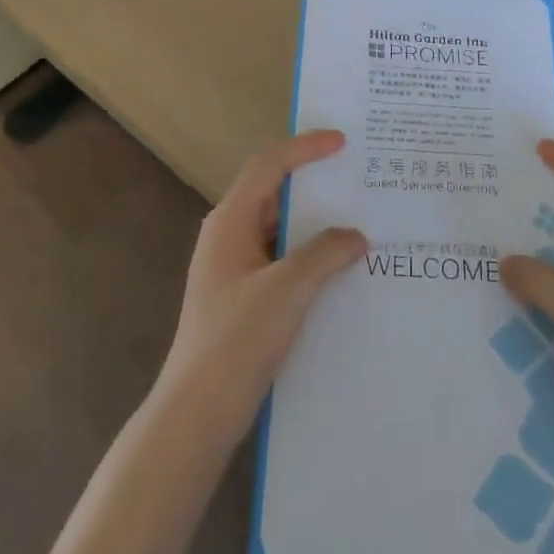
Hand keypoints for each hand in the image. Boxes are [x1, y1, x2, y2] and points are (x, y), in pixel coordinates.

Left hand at [154, 131, 366, 448]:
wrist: (197, 412)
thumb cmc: (237, 339)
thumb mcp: (287, 289)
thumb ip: (324, 253)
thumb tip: (356, 235)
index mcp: (230, 220)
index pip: (269, 165)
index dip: (305, 148)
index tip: (341, 141)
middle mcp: (228, 234)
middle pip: (272, 191)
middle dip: (312, 180)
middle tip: (353, 174)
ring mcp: (233, 267)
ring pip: (278, 227)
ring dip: (313, 220)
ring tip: (355, 217)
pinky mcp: (242, 295)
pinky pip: (280, 257)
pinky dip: (308, 252)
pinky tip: (338, 266)